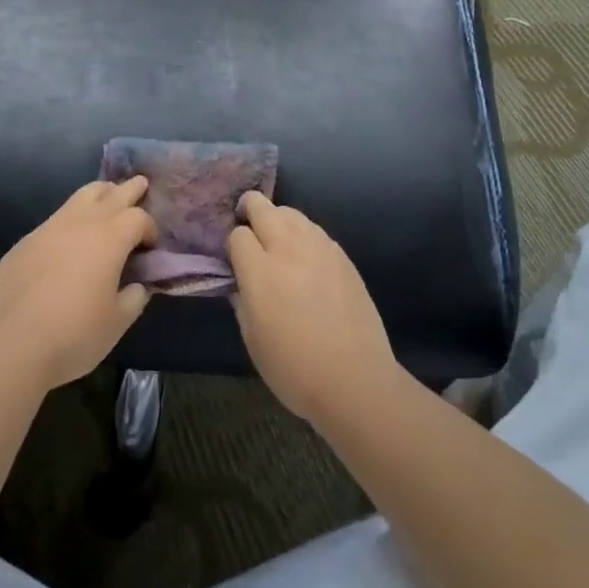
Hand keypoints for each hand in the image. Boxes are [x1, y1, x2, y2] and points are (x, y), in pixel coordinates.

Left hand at [0, 177, 155, 389]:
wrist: (13, 345)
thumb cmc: (75, 334)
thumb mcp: (117, 322)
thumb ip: (134, 298)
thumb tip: (137, 285)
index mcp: (110, 238)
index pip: (138, 218)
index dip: (149, 228)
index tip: (150, 247)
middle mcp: (81, 223)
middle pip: (112, 193)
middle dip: (129, 189)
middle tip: (140, 184)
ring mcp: (49, 228)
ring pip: (80, 196)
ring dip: (99, 194)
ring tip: (107, 197)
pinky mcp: (25, 242)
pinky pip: (55, 220)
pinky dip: (71, 220)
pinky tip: (68, 240)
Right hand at [228, 192, 398, 427]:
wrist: (355, 380)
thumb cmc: (294, 369)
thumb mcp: (252, 339)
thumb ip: (241, 300)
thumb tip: (239, 280)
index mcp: (261, 272)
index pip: (237, 235)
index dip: (233, 245)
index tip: (235, 259)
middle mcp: (289, 249)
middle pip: (263, 207)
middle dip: (249, 210)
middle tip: (247, 226)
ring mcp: (319, 248)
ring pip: (291, 212)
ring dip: (277, 219)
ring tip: (277, 241)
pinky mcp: (342, 255)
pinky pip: (314, 230)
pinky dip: (302, 234)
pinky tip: (305, 258)